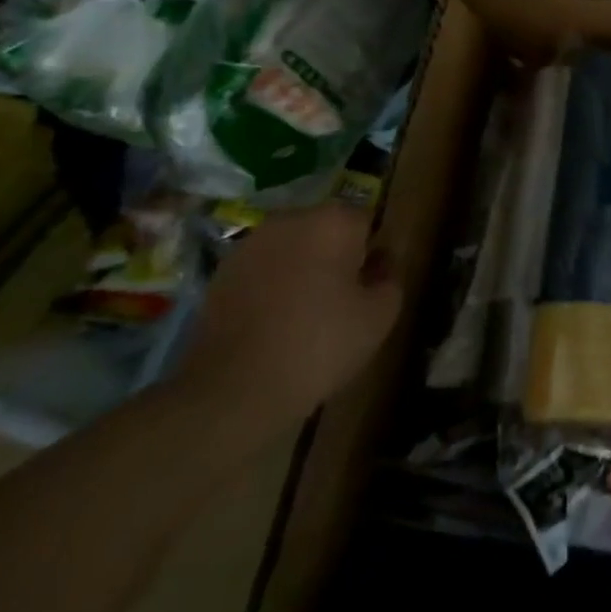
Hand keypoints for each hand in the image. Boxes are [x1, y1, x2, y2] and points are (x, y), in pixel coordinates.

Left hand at [175, 202, 402, 431]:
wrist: (232, 391)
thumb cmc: (319, 345)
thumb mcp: (380, 315)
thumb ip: (390, 276)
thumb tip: (380, 261)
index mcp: (334, 221)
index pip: (366, 221)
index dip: (371, 252)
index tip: (368, 283)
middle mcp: (291, 220)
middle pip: (326, 229)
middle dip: (335, 254)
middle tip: (340, 298)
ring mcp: (250, 244)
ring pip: (291, 247)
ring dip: (301, 267)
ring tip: (303, 311)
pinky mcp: (220, 273)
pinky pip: (262, 268)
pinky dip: (270, 284)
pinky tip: (272, 321)